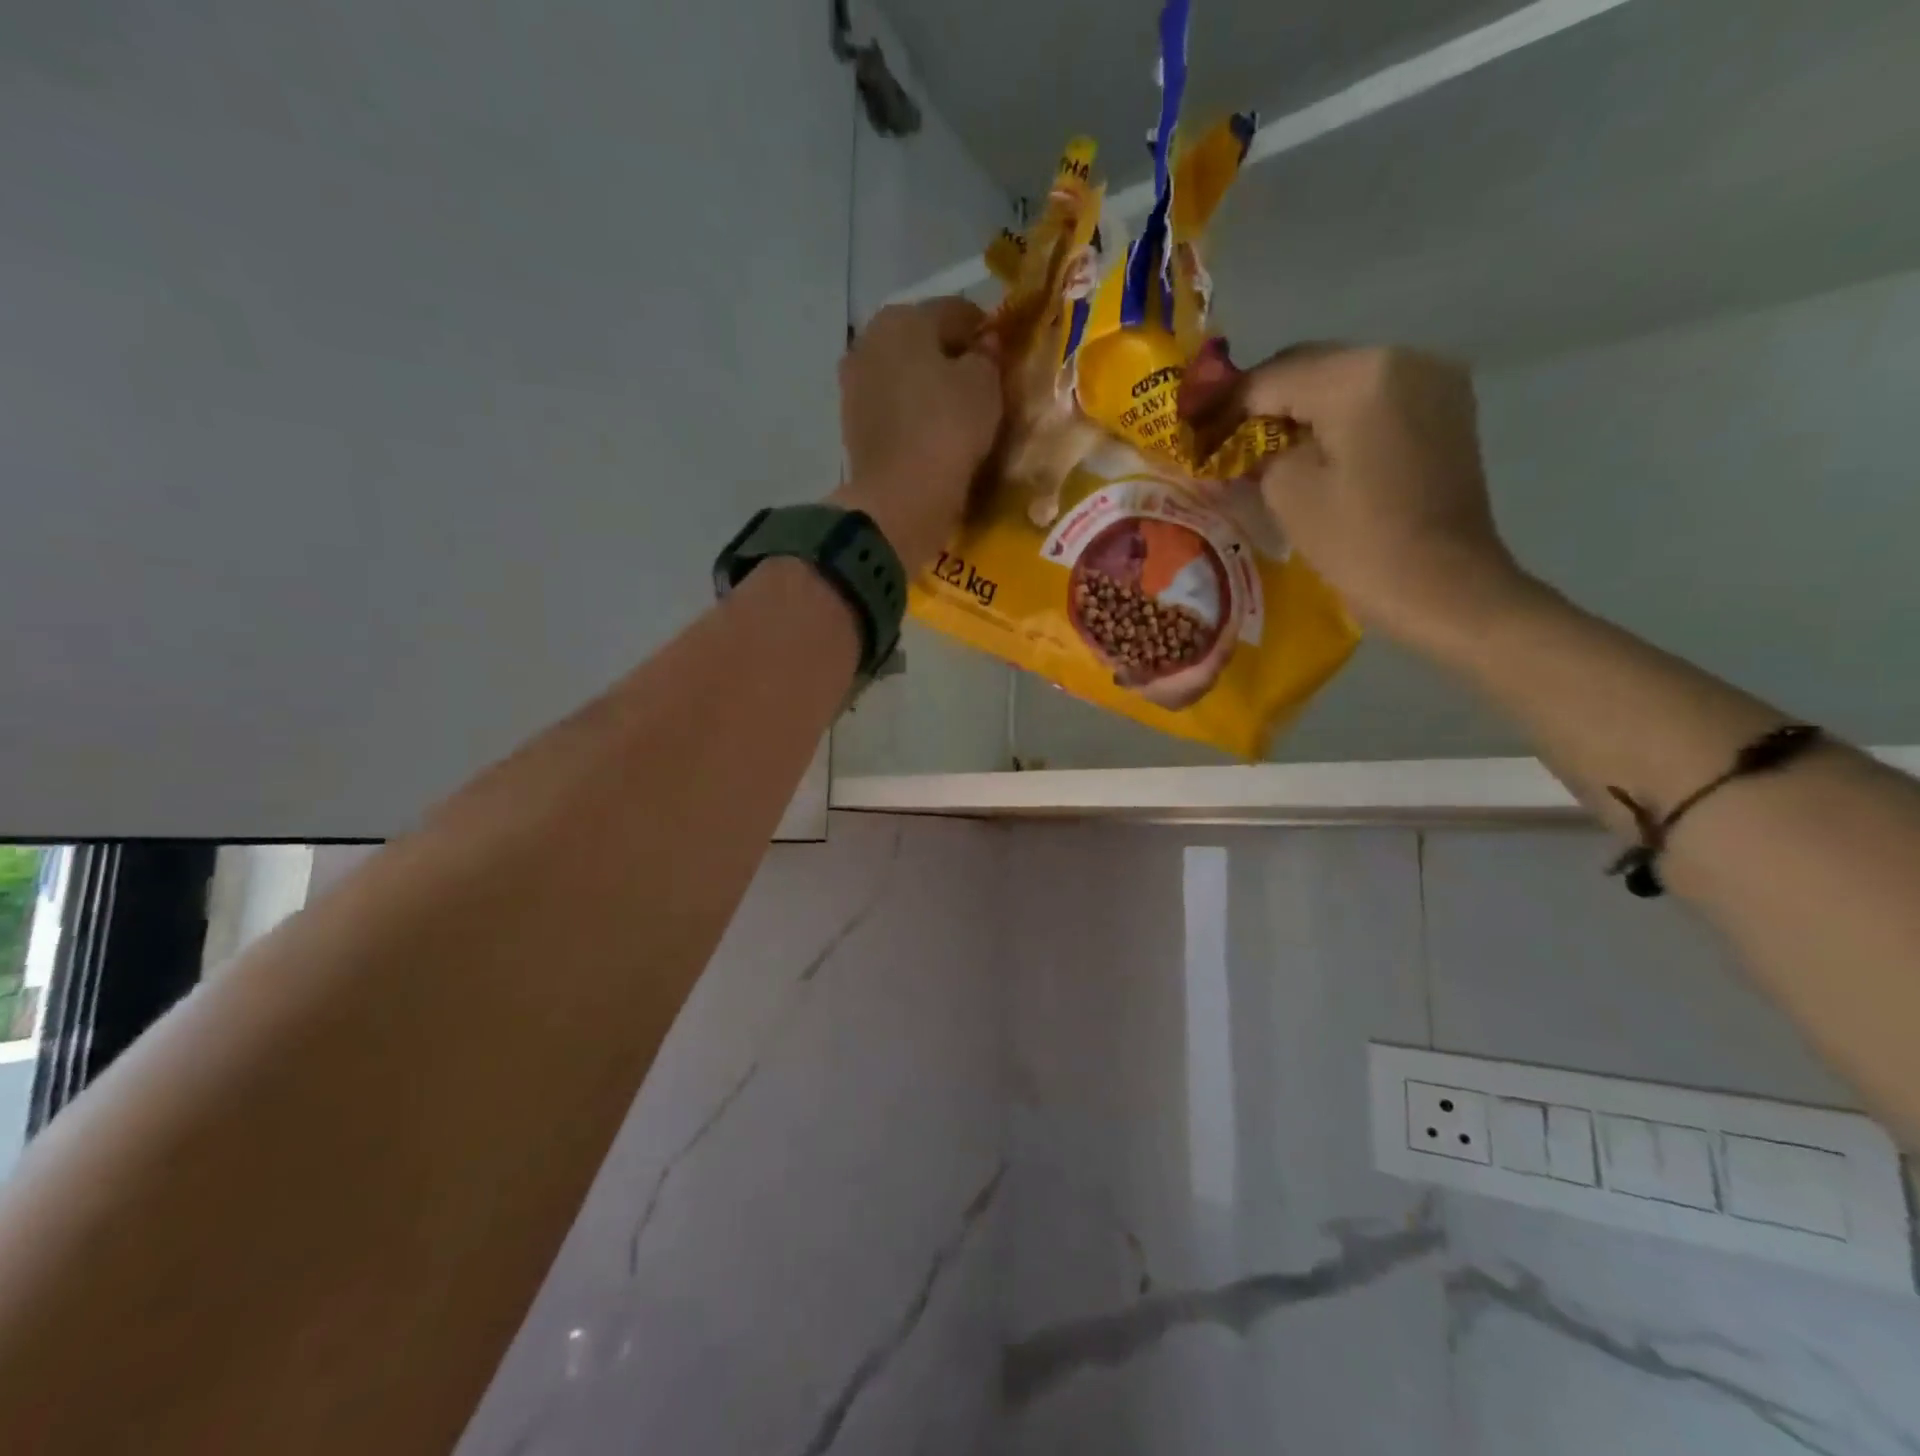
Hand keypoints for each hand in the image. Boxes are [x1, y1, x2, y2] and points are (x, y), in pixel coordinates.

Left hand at [832, 297, 1002, 573]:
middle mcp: (868, 342)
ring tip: (955, 418)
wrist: (900, 498)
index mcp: (903, 318)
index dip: (985, 333)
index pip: (956, 312)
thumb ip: (987, 356)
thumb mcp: (985, 385)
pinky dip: (910, 418)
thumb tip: (983, 346)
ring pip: (903, 378)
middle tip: (980, 390)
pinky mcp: (852, 427)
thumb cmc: (947, 429)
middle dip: (950, 360)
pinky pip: (892, 411)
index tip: (1003, 359)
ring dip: (926, 390)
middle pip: (922, 343)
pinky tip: (930, 437)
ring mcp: (854, 386)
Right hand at [1187, 343, 1531, 645]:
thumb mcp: (1287, 493)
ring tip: (1261, 444)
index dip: (1223, 405)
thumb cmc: (1358, 543)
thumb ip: (1258, 451)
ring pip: (1341, 379)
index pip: (1270, 378)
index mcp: (1358, 375)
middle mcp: (1402, 357)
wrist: (1444, 586)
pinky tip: (1311, 446)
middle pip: (1309, 367)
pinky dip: (1336, 415)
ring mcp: (1432, 379)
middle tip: (1221, 437)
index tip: (1191, 430)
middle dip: (1261, 400)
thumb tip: (1246, 443)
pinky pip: (1374, 397)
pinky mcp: (1445, 407)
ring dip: (1298, 407)